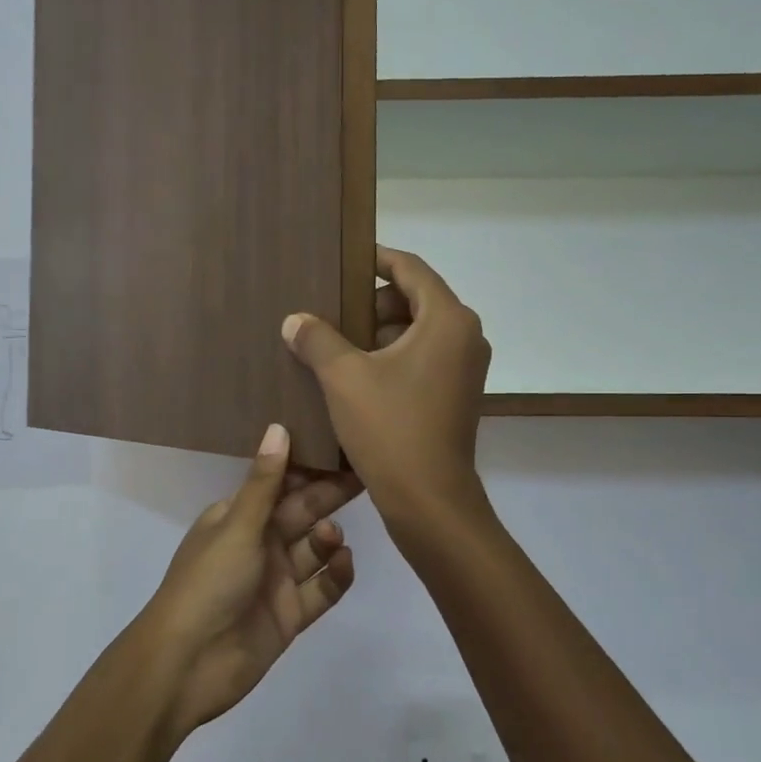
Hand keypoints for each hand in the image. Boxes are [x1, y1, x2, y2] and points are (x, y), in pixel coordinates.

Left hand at [138, 424, 359, 738]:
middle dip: (328, 496)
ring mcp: (275, 581)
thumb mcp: (237, 527)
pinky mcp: (290, 615)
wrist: (187, 664)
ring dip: (327, 539)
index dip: (308, 467)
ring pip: (313, 551)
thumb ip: (265, 482)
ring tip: (330, 537)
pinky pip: (321, 589)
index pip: (279, 484)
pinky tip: (342, 563)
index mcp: (237, 517)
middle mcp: (258, 544)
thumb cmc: (208, 583)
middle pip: (301, 514)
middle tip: (365, 475)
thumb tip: (278, 426)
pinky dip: (335, 576)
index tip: (341, 446)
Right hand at [280, 246, 491, 526]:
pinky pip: (421, 359)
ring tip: (334, 344)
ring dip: (377, 333)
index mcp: (447, 320)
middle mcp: (465, 337)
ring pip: (416, 332)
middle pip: (414, 299)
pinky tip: (353, 376)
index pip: (410, 269)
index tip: (343, 260)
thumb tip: (295, 320)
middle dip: (370, 303)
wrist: (429, 502)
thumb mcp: (343, 378)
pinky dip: (390, 358)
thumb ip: (318, 339)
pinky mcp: (455, 395)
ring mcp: (464, 369)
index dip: (375, 260)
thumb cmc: (390, 429)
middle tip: (330, 311)